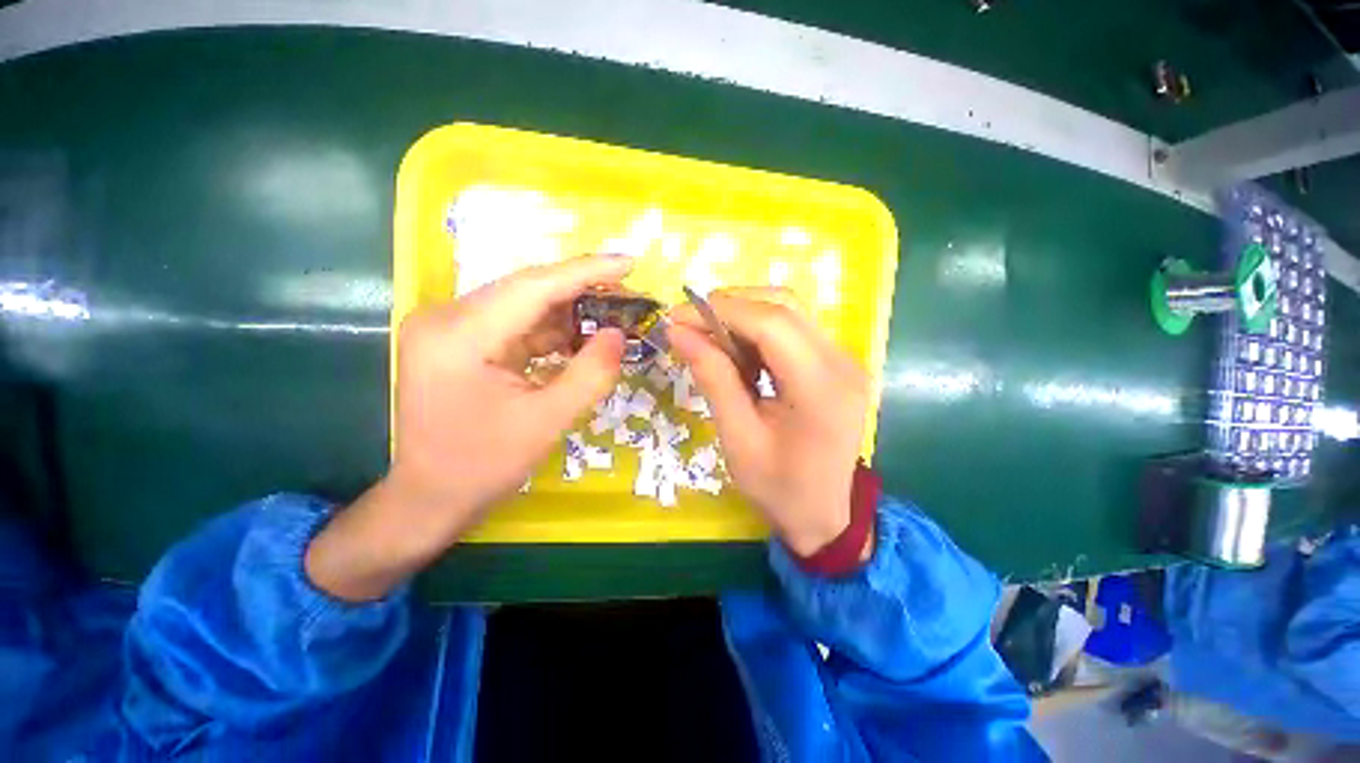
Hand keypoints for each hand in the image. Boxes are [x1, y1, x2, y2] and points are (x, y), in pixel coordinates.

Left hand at [306, 255, 631, 599]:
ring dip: (568, 311)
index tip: (628, 263)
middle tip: (627, 294)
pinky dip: (551, 330)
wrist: (430, 498)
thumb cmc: (483, 466)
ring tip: (611, 316)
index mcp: (459, 336)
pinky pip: (515, 324)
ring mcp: (450, 328)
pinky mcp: (460, 341)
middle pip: (527, 290)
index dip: (585, 272)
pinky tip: (579, 338)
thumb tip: (618, 335)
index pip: (532, 287)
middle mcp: (446, 318)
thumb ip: (589, 375)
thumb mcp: (547, 422)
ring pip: (523, 305)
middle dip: (581, 290)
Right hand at [668, 287, 870, 557]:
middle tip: (691, 328)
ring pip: (789, 311)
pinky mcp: (838, 363)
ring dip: (744, 316)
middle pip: (783, 306)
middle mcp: (842, 363)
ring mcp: (846, 360)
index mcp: (820, 389)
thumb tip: (678, 332)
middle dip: (730, 307)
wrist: (825, 514)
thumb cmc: (778, 488)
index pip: (771, 323)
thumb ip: (713, 379)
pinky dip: (759, 331)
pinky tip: (740, 353)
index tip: (677, 317)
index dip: (720, 310)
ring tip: (712, 342)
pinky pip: (794, 329)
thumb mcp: (737, 438)